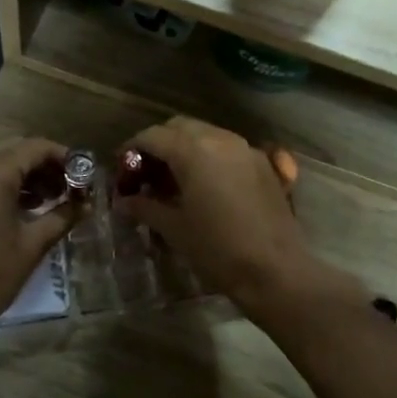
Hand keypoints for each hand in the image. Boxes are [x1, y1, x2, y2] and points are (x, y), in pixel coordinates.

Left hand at [0, 138, 78, 355]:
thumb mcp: (31, 245)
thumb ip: (62, 216)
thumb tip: (85, 204)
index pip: (36, 147)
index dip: (64, 157)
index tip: (83, 175)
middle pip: (13, 151)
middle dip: (43, 167)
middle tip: (67, 189)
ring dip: (20, 176)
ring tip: (45, 202)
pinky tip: (14, 210)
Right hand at [114, 117, 351, 309]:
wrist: (275, 270)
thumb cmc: (217, 250)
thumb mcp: (174, 229)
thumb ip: (146, 207)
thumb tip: (124, 200)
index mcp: (193, 151)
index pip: (153, 136)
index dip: (132, 148)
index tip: (121, 168)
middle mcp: (220, 139)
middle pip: (180, 127)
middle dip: (159, 143)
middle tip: (146, 172)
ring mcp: (246, 149)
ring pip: (206, 135)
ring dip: (185, 148)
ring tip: (173, 179)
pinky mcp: (264, 165)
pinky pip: (228, 149)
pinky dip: (210, 157)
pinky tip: (205, 185)